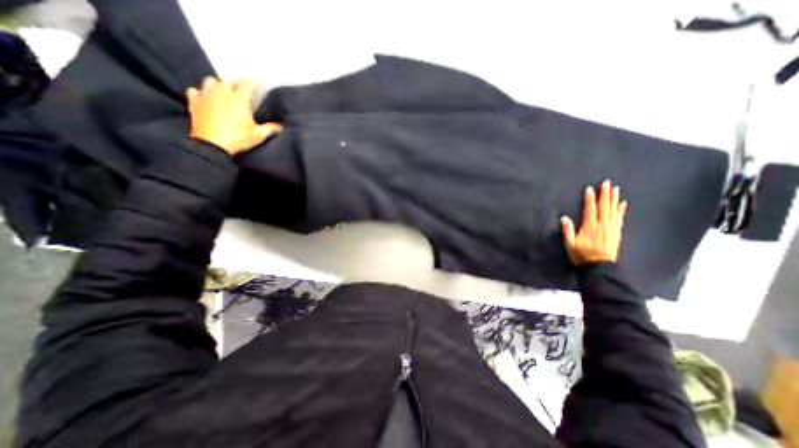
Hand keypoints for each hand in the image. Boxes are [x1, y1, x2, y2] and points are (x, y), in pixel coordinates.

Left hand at [186, 78, 281, 157]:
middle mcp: (222, 93)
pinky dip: (200, 93)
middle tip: (240, 88)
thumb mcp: (258, 135)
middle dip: (234, 82)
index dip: (252, 80)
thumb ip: (270, 129)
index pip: (247, 84)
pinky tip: (204, 98)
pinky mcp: (195, 102)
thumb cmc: (238, 138)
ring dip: (217, 85)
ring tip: (221, 91)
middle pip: (228, 80)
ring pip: (210, 81)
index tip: (256, 78)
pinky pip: (195, 91)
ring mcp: (206, 96)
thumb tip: (280, 127)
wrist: (212, 144)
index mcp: (239, 99)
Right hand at [556, 178, 626, 264]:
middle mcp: (602, 225)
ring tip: (615, 189)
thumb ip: (568, 231)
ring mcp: (611, 228)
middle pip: (604, 207)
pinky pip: (620, 218)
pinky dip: (621, 210)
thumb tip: (564, 217)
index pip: (590, 209)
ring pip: (613, 210)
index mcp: (590, 227)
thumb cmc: (582, 255)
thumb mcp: (570, 244)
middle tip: (607, 183)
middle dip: (605, 194)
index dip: (590, 199)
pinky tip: (622, 204)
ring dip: (614, 199)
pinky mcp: (616, 233)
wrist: (600, 267)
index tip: (590, 188)